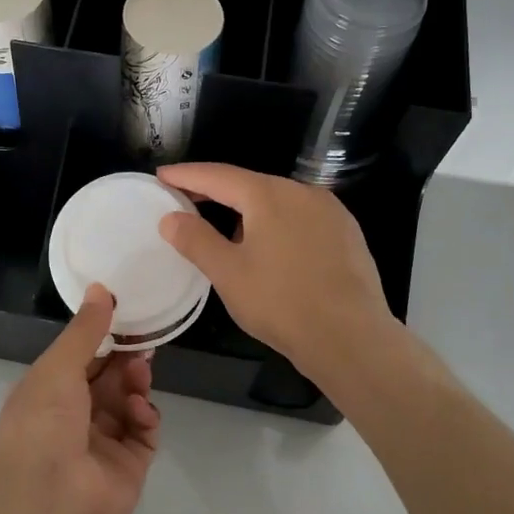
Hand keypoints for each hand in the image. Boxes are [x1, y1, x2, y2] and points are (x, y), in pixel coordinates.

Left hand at [0, 285, 160, 513]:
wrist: (48, 495)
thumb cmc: (43, 420)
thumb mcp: (59, 365)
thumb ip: (86, 329)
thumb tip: (100, 288)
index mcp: (50, 392)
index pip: (82, 359)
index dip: (105, 338)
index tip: (128, 316)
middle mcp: (75, 417)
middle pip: (110, 380)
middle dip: (127, 359)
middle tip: (145, 342)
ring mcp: (103, 443)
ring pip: (129, 403)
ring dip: (136, 384)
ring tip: (140, 372)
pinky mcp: (128, 466)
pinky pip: (144, 433)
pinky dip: (145, 418)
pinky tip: (139, 410)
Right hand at [157, 162, 392, 377]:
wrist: (352, 338)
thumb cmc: (281, 302)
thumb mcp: (228, 273)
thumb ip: (195, 240)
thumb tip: (170, 218)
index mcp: (269, 195)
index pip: (218, 175)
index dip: (186, 175)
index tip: (162, 175)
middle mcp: (302, 192)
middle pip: (249, 184)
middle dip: (216, 192)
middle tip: (186, 201)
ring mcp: (330, 211)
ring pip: (278, 202)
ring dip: (248, 210)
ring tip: (226, 232)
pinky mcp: (348, 233)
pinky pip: (301, 218)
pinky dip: (277, 224)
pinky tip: (271, 249)